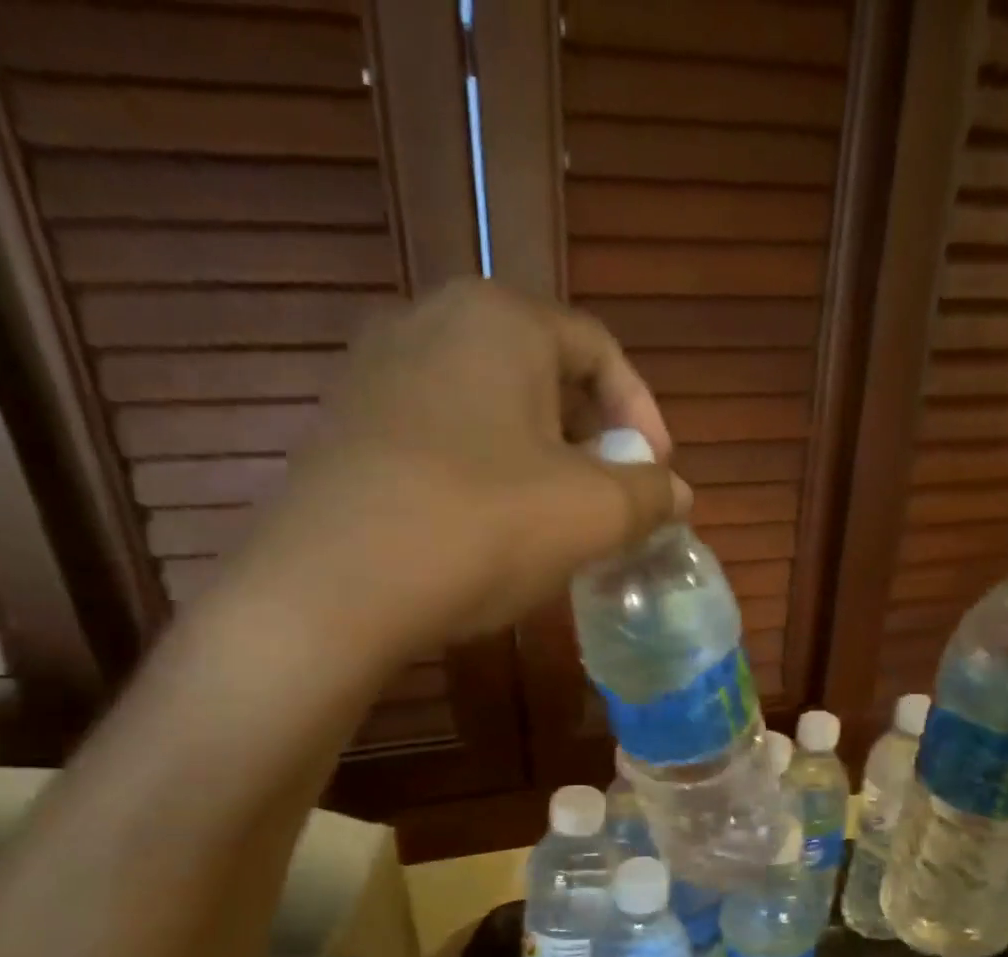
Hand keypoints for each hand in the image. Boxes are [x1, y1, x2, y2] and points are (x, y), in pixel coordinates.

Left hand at [203, 280, 688, 656]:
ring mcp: (376, 374)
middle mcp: (431, 322)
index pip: (598, 348)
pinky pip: (439, 440)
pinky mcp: (344, 430)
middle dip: (590, 440)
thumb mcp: (591, 514)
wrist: (331, 586)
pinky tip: (486, 533)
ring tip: (553, 524)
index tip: (658, 475)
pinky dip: (481, 476)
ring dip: (537, 463)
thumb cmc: (481, 527)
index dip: (642, 413)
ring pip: (488, 410)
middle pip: (541, 375)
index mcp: (500, 318)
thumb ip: (649, 495)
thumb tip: (676, 493)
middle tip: (609, 502)